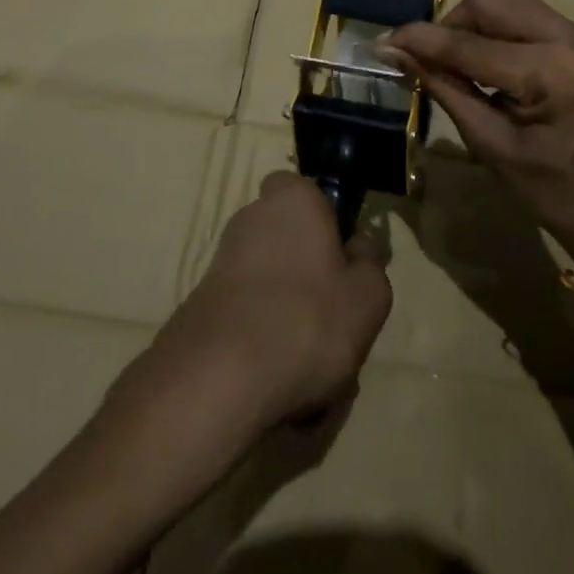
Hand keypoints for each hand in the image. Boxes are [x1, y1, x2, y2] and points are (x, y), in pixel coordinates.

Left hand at [106, 172, 392, 471]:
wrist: (219, 378)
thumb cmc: (308, 319)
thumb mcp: (368, 295)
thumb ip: (370, 262)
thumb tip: (361, 245)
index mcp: (292, 199)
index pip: (306, 190)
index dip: (326, 220)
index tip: (343, 259)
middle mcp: (251, 218)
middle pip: (290, 241)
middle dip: (310, 276)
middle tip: (335, 321)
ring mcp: (222, 261)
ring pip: (272, 285)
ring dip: (290, 316)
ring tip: (312, 368)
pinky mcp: (202, 304)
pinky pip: (249, 317)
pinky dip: (264, 342)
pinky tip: (280, 383)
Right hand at [382, 0, 573, 276]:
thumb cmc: (545, 186)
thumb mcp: (486, 141)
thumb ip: (441, 87)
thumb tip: (392, 51)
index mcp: (553, 74)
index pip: (470, 44)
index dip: (422, 40)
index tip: (383, 43)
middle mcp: (570, 38)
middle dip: (452, 26)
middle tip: (435, 62)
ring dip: (470, 23)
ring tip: (460, 62)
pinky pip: (519, 9)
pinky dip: (491, 26)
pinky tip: (486, 59)